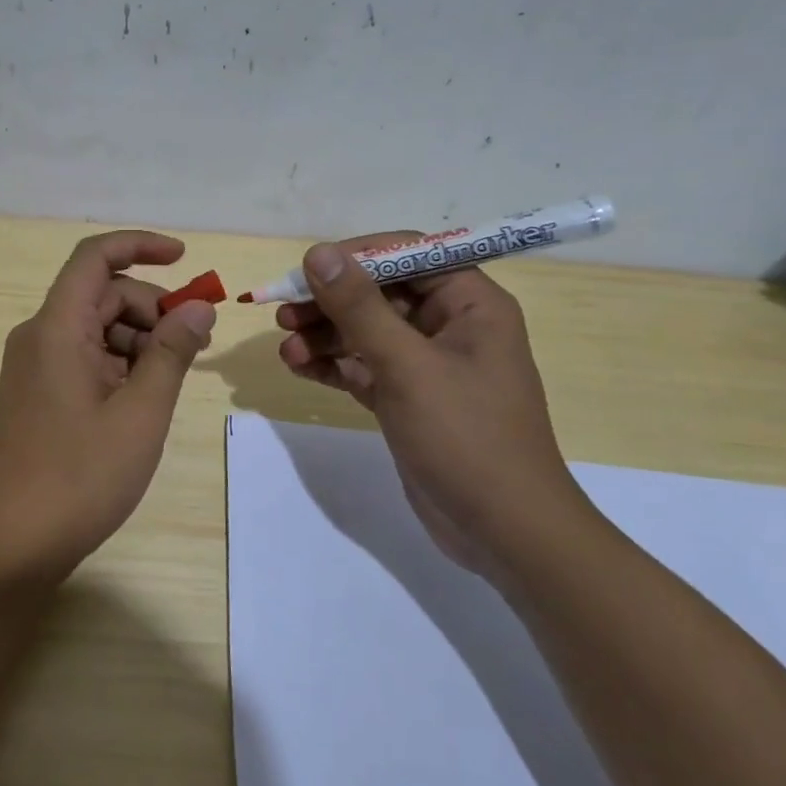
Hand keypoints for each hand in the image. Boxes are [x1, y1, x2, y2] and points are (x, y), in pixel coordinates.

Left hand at [0, 231, 216, 584]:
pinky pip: (82, 358)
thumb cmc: (80, 478)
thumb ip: (171, 353)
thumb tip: (197, 308)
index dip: (140, 246)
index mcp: (56, 329)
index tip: (185, 259)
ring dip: (138, 340)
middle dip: (151, 308)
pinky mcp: (35, 394)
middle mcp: (38, 337)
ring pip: (94, 328)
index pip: (95, 258)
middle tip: (195, 346)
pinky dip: (118, 364)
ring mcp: (33, 367)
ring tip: (171, 381)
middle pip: (101, 294)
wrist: (13, 544)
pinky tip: (142, 400)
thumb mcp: (141, 414)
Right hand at [275, 237, 585, 574]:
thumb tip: (319, 253)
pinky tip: (298, 367)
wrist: (503, 532)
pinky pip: (361, 367)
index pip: (407, 254)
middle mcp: (449, 326)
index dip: (355, 256)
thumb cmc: (466, 437)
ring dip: (323, 336)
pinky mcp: (406, 399)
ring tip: (285, 349)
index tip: (306, 271)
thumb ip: (360, 308)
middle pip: (379, 293)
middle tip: (283, 314)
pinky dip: (331, 365)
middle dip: (330, 302)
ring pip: (365, 332)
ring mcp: (426, 365)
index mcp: (470, 304)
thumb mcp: (408, 366)